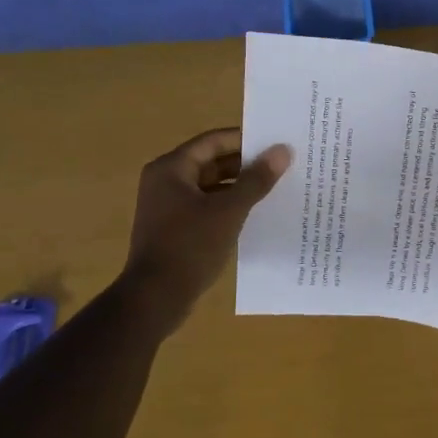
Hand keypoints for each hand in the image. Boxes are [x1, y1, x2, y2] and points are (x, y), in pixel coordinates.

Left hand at [120, 128, 290, 318]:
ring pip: (210, 186)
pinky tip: (255, 213)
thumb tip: (282, 150)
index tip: (276, 142)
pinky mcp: (174, 228)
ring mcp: (168, 206)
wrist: (155, 298)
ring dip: (239, 186)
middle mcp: (165, 181)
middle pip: (211, 162)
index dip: (245, 139)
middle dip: (245, 164)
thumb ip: (256, 179)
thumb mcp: (229, 210)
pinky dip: (228, 206)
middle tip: (281, 164)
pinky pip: (206, 206)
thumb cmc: (190, 247)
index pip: (213, 141)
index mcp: (171, 168)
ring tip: (275, 187)